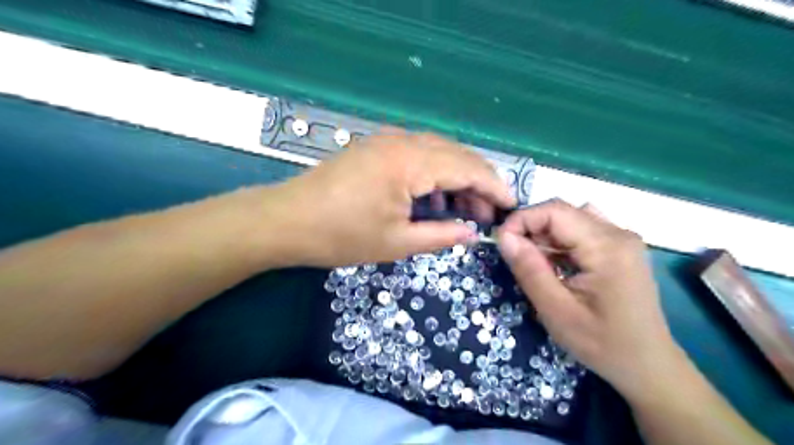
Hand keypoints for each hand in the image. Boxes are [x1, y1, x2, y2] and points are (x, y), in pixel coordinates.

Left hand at [266, 134, 514, 266]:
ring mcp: (387, 140)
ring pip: (440, 152)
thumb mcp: (396, 243)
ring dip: (458, 178)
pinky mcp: (376, 146)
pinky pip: (419, 154)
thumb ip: (441, 235)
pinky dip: (436, 174)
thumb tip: (473, 234)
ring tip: (466, 210)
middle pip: (457, 155)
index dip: (495, 187)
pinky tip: (436, 198)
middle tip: (488, 215)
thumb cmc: (341, 236)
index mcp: (411, 162)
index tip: (512, 206)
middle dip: (479, 183)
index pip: (468, 168)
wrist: (286, 220)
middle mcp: (403, 141)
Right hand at [495, 200, 675, 399]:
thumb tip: (504, 237)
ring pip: (570, 219)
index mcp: (607, 247)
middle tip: (515, 257)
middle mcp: (618, 233)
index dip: (521, 219)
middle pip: (562, 212)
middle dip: (531, 229)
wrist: (648, 365)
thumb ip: (529, 270)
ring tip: (535, 262)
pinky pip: (582, 230)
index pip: (555, 211)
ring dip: (545, 234)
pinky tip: (556, 263)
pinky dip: (560, 240)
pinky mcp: (620, 247)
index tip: (501, 242)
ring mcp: (622, 239)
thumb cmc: (603, 344)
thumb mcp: (557, 311)